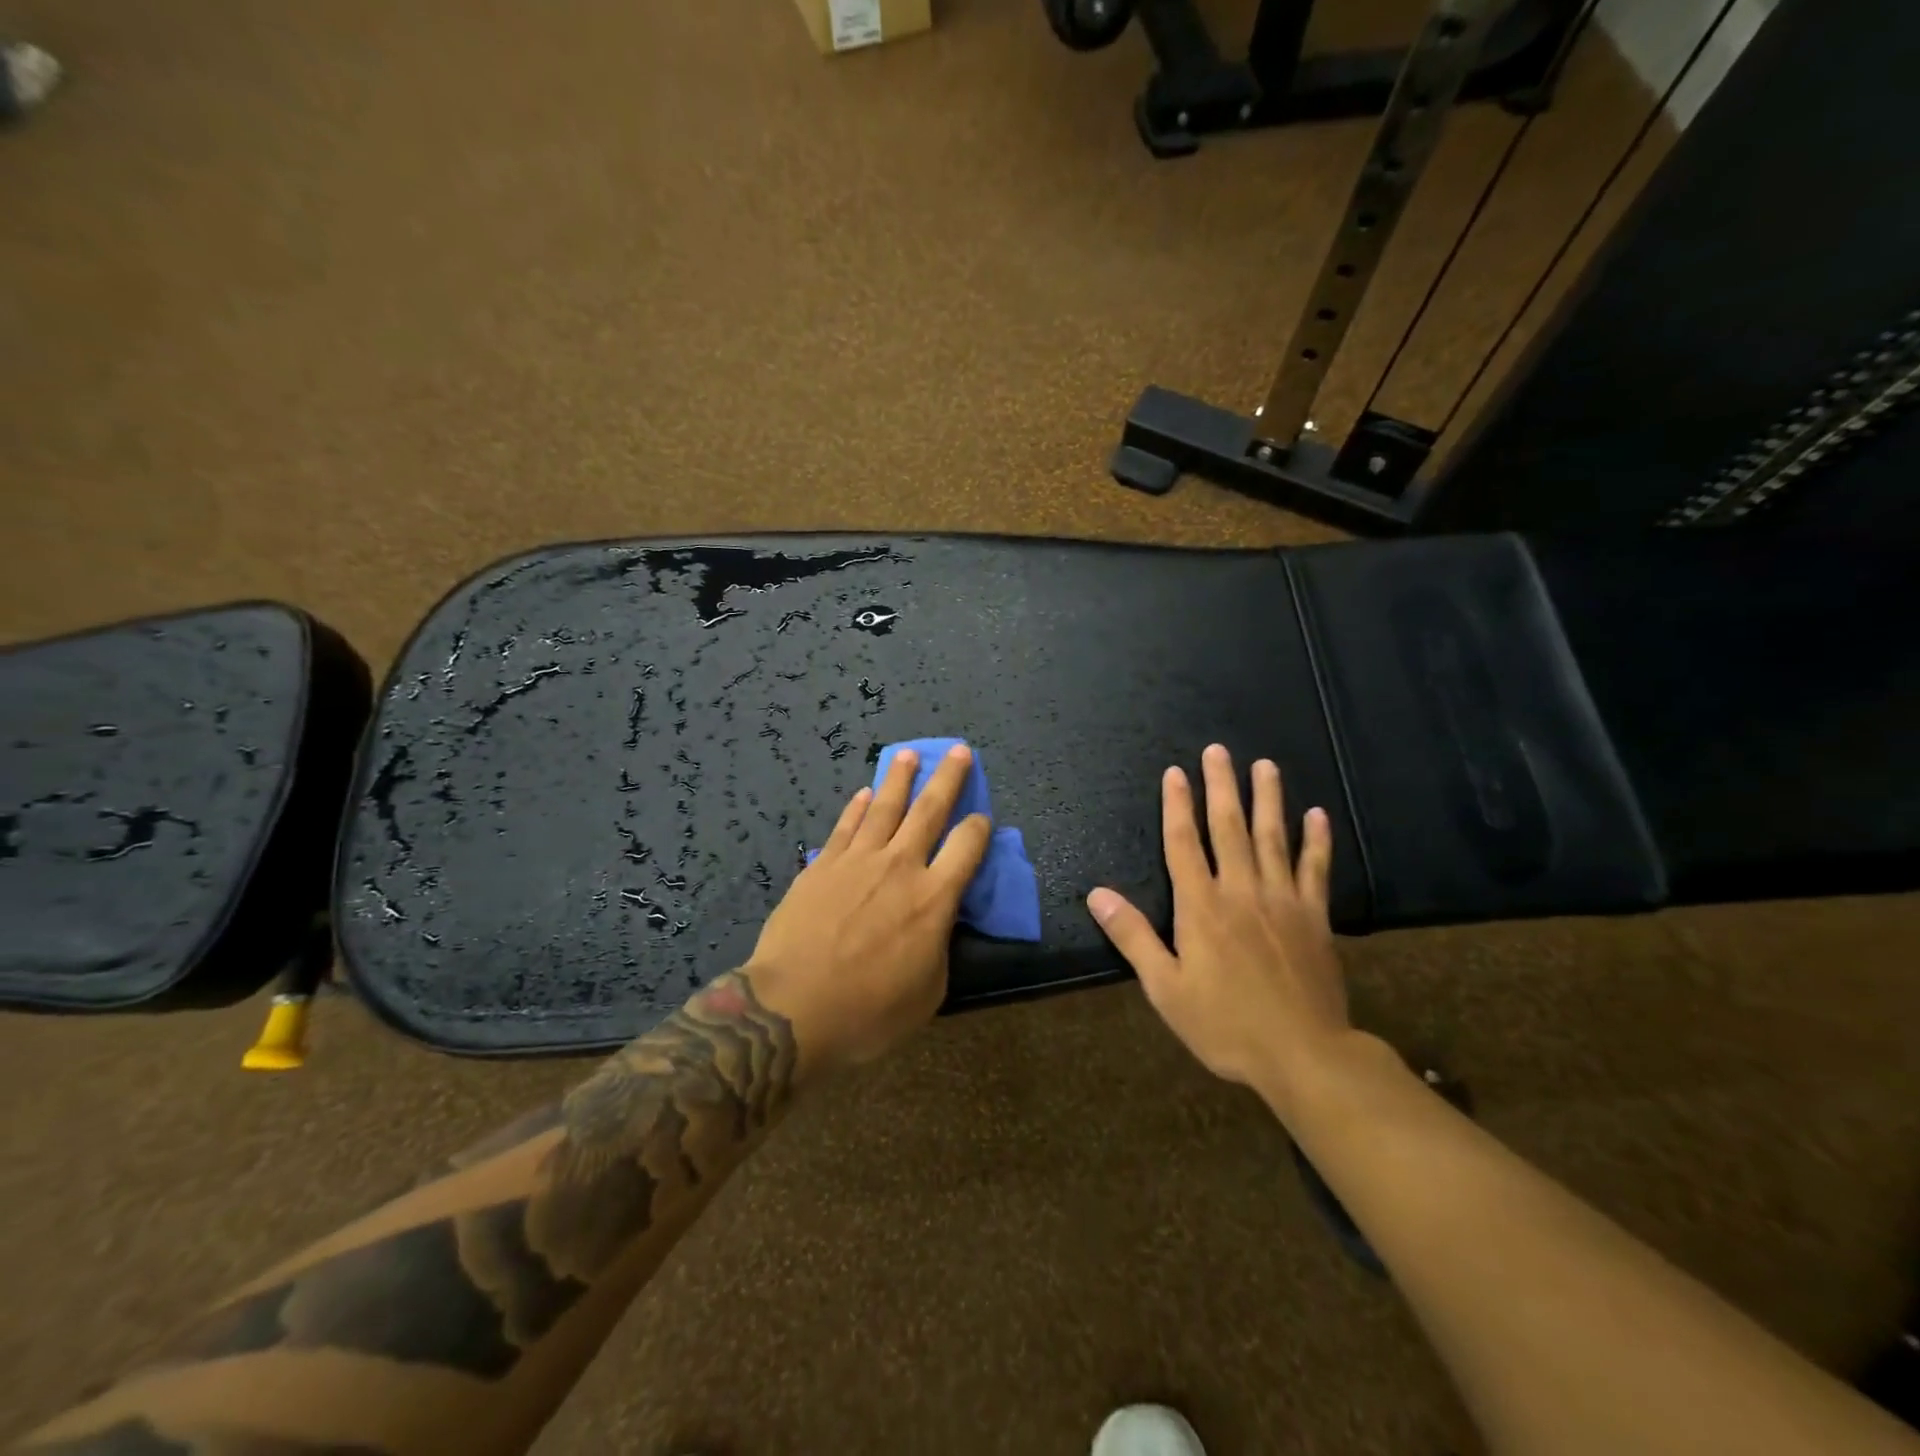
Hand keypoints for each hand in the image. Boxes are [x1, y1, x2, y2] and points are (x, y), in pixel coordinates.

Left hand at [748, 744, 991, 1074]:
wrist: (792, 1008)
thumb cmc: (867, 1012)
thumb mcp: (927, 992)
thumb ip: (939, 947)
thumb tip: (938, 922)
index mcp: (934, 898)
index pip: (967, 847)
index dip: (979, 828)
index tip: (982, 818)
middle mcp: (900, 866)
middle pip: (930, 810)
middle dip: (948, 777)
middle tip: (959, 750)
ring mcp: (858, 860)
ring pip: (885, 807)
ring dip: (900, 778)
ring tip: (909, 755)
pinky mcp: (823, 864)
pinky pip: (846, 825)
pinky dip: (858, 806)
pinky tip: (865, 792)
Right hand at [1086, 744, 1349, 1113]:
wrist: (1304, 1054)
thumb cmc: (1225, 1024)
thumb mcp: (1165, 987)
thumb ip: (1133, 936)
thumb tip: (1097, 894)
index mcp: (1201, 906)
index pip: (1183, 843)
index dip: (1177, 806)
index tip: (1175, 773)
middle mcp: (1241, 891)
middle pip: (1229, 827)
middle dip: (1221, 786)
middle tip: (1218, 751)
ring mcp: (1283, 900)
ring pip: (1273, 837)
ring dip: (1268, 799)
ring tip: (1265, 766)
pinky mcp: (1315, 918)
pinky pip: (1316, 869)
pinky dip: (1317, 840)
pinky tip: (1318, 815)